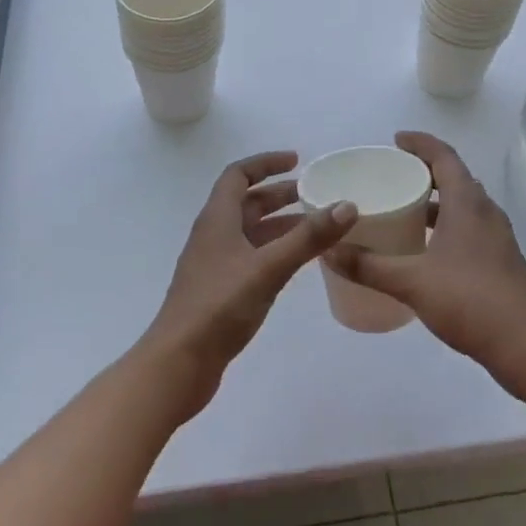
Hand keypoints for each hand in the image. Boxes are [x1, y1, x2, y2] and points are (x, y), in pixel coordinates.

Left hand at [141, 151, 356, 420]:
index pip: (238, 174)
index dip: (266, 163)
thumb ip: (308, 238)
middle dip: (279, 194)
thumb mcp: (268, 268)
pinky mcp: (220, 291)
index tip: (297, 161)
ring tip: (315, 227)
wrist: (178, 364)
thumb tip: (347, 205)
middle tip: (314, 194)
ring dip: (279, 224)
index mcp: (217, 219)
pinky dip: (274, 251)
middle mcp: (214, 235)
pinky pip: (251, 257)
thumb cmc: (219, 306)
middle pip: (246, 202)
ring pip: (250, 232)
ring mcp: (215, 264)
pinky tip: (295, 265)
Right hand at [324, 132, 525, 373]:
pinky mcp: (499, 259)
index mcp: (467, 203)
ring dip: (437, 200)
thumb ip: (369, 265)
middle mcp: (485, 211)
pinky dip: (447, 224)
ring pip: (463, 204)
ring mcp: (496, 236)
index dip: (420, 143)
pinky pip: (469, 226)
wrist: (525, 345)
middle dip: (425, 170)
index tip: (395, 140)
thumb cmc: (469, 300)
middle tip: (394, 175)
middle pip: (455, 176)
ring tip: (405, 208)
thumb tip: (329, 250)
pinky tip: (426, 248)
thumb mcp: (411, 281)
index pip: (443, 156)